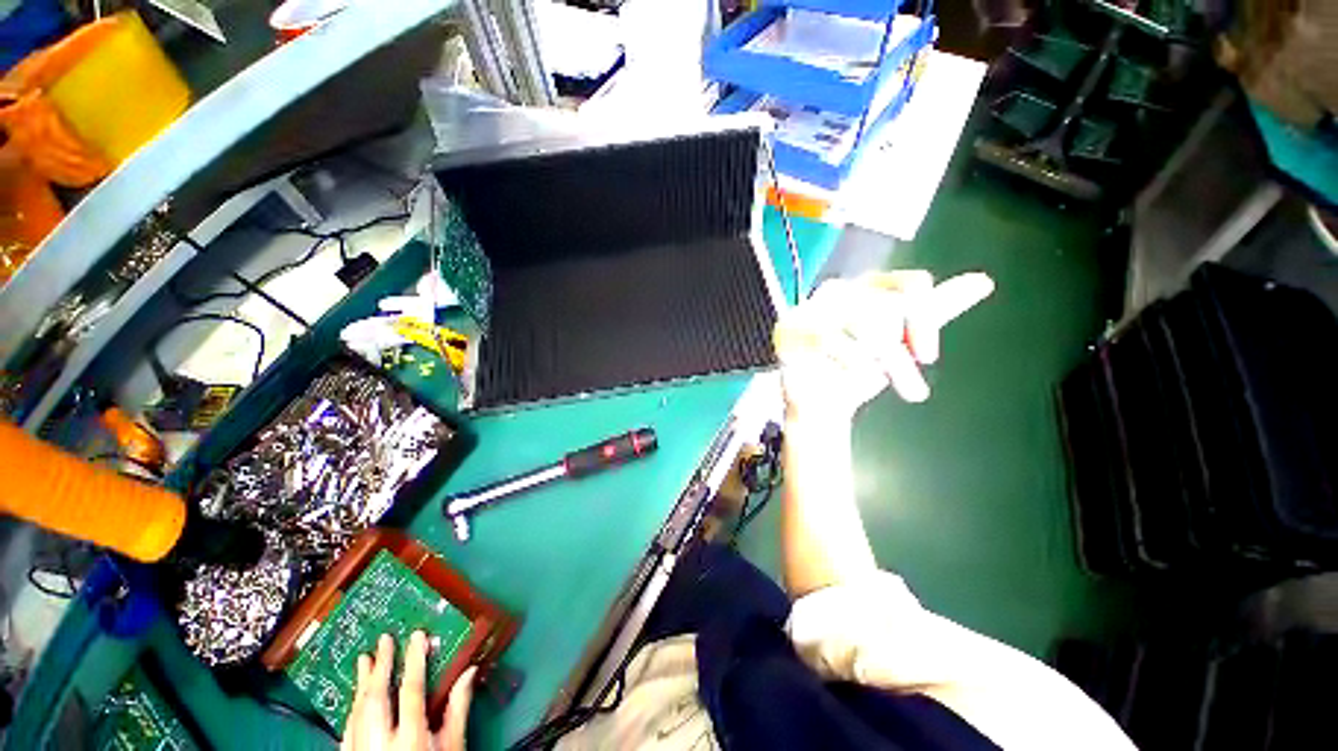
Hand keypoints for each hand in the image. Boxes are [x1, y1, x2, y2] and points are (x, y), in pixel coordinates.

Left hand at [342, 632, 476, 750]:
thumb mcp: (453, 747)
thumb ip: (458, 710)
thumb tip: (469, 672)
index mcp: (411, 737)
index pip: (411, 690)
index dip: (414, 660)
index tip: (417, 635)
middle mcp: (380, 742)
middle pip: (377, 698)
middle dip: (381, 666)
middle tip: (384, 640)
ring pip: (356, 712)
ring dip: (361, 683)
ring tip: (364, 659)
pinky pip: (346, 730)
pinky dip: (352, 709)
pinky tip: (356, 698)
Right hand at [773, 271, 993, 419]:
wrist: (819, 404)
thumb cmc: (856, 371)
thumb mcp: (901, 341)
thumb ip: (933, 311)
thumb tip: (984, 280)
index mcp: (866, 288)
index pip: (911, 284)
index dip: (926, 319)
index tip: (929, 357)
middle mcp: (838, 291)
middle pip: (888, 307)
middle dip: (903, 355)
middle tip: (913, 391)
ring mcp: (811, 310)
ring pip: (864, 323)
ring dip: (886, 363)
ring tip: (888, 389)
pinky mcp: (791, 330)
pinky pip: (830, 338)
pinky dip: (850, 360)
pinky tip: (854, 376)